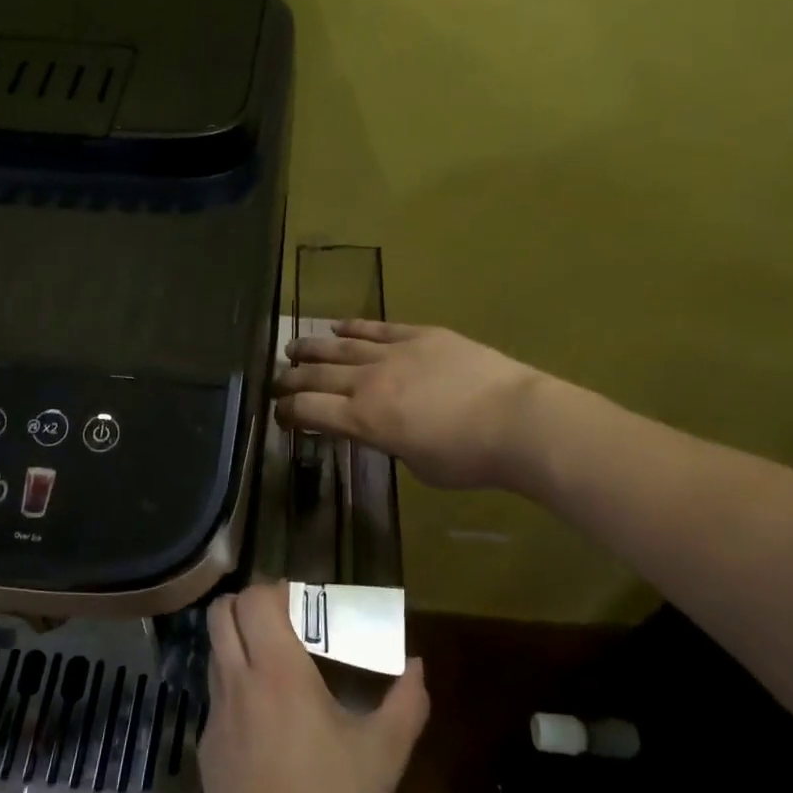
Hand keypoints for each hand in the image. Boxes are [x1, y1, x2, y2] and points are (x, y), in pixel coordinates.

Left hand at [201, 583, 428, 792]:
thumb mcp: (384, 755)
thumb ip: (406, 703)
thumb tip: (418, 667)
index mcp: (278, 672)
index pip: (254, 600)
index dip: (274, 591)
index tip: (302, 603)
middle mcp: (238, 682)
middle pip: (220, 614)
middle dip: (246, 605)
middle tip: (282, 623)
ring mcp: (215, 716)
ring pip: (214, 653)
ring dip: (238, 644)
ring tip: (276, 668)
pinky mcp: (205, 749)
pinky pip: (216, 697)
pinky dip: (235, 688)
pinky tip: (265, 724)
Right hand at [274, 320, 544, 489]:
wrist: (517, 420)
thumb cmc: (468, 457)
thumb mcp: (417, 465)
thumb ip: (389, 443)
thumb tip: (384, 429)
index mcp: (364, 419)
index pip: (310, 410)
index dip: (288, 412)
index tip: (278, 414)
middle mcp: (368, 382)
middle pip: (317, 376)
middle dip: (290, 379)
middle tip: (275, 380)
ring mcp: (393, 353)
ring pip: (340, 347)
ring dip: (312, 348)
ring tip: (292, 347)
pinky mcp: (420, 335)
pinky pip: (376, 329)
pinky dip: (353, 327)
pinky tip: (337, 326)